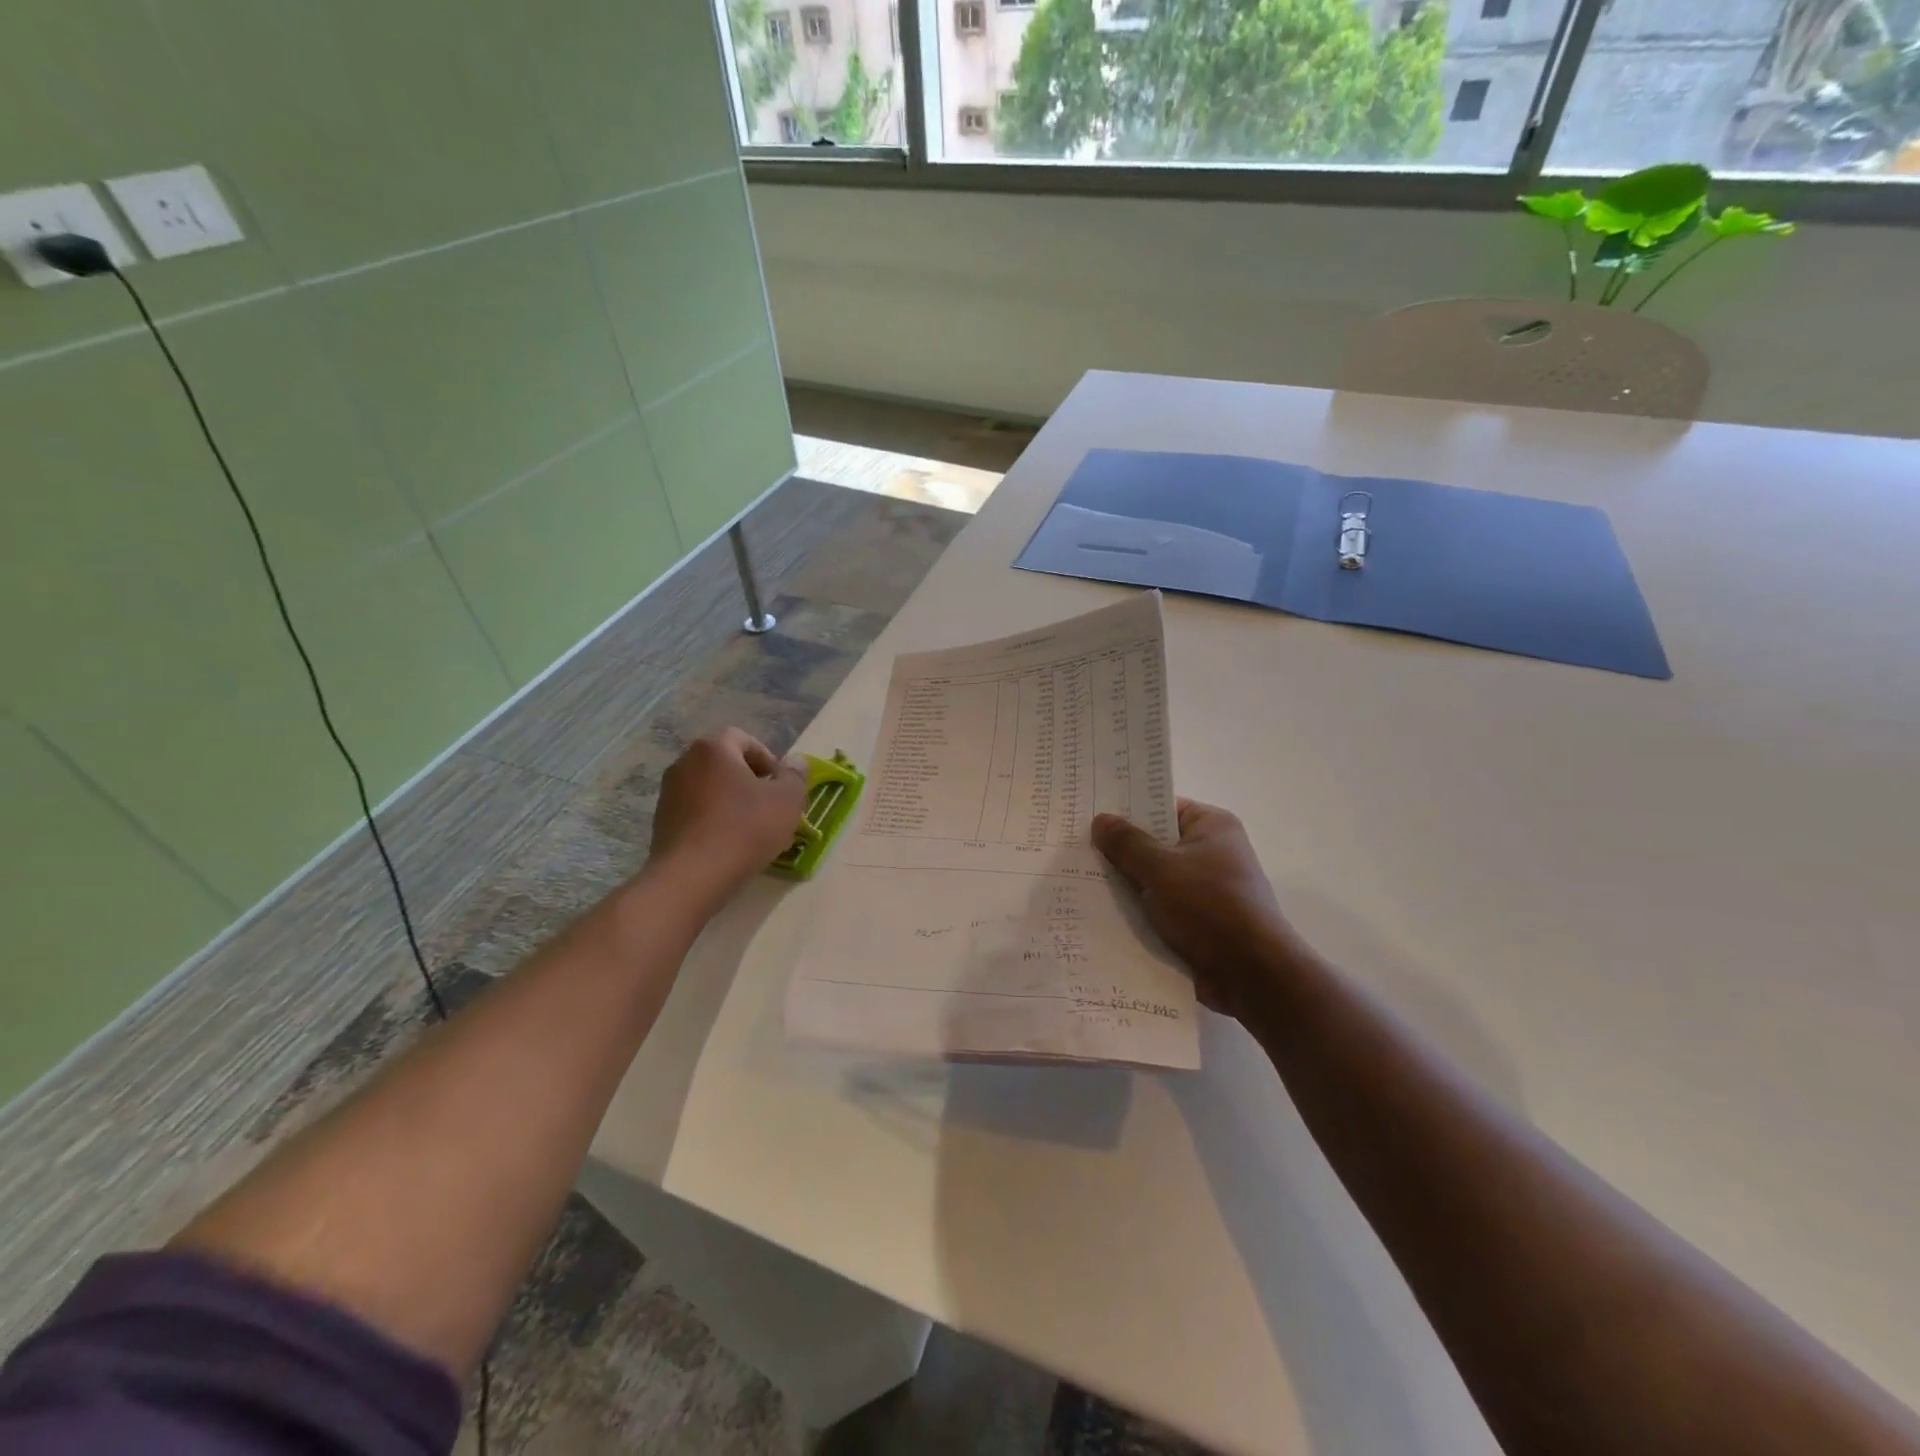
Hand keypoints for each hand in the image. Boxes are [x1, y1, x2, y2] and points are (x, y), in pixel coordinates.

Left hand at [649, 729, 805, 910]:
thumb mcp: (787, 801)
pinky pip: (696, 812)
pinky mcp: (661, 822)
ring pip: (710, 789)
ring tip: (751, 829)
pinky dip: (713, 820)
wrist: (691, 877)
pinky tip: (729, 845)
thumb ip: (795, 776)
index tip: (780, 785)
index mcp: (713, 749)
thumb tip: (795, 761)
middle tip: (770, 806)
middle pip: (725, 763)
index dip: (767, 759)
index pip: (744, 739)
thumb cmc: (745, 829)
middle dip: (750, 781)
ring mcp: (668, 793)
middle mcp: (685, 763)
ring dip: (731, 801)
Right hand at [1092, 799, 1295, 1022]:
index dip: (1126, 810)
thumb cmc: (1209, 908)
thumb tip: (1100, 820)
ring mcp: (1206, 889)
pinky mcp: (1199, 922)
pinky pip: (1160, 908)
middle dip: (1120, 850)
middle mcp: (1212, 852)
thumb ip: (1127, 844)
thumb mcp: (1160, 869)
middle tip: (1075, 848)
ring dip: (1125, 885)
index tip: (1089, 814)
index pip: (1162, 807)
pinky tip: (1101, 914)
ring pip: (1154, 879)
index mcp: (1212, 827)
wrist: (1252, 976)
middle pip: (1155, 843)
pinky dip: (1137, 911)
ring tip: (1078, 880)